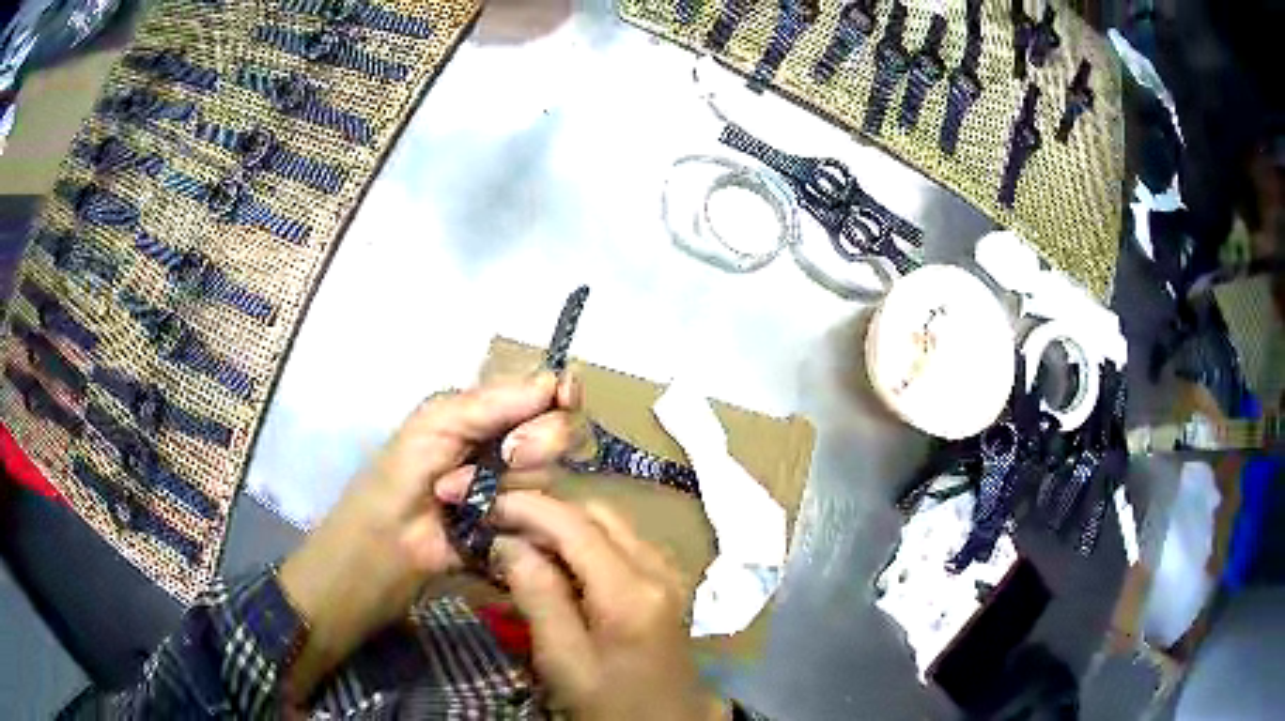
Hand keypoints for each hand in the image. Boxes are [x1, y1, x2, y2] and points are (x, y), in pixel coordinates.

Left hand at [280, 372, 579, 700]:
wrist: (386, 545)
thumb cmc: (399, 474)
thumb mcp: (437, 423)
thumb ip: (494, 402)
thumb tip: (558, 377)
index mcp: (489, 414)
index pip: (546, 393)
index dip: (562, 394)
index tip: (565, 398)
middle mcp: (510, 448)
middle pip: (561, 432)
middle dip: (537, 442)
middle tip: (506, 455)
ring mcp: (518, 491)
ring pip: (552, 476)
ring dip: (510, 486)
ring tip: (462, 497)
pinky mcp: (522, 529)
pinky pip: (548, 516)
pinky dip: (521, 516)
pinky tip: (489, 523)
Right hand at [491, 493, 725, 720]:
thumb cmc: (611, 703)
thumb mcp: (564, 660)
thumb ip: (537, 596)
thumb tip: (507, 542)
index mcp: (631, 591)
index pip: (575, 524)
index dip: (527, 506)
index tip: (485, 504)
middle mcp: (658, 567)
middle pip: (597, 513)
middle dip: (546, 512)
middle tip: (501, 528)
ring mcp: (669, 571)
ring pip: (611, 523)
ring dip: (566, 525)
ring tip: (523, 544)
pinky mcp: (668, 580)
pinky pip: (623, 541)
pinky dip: (587, 541)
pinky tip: (560, 563)